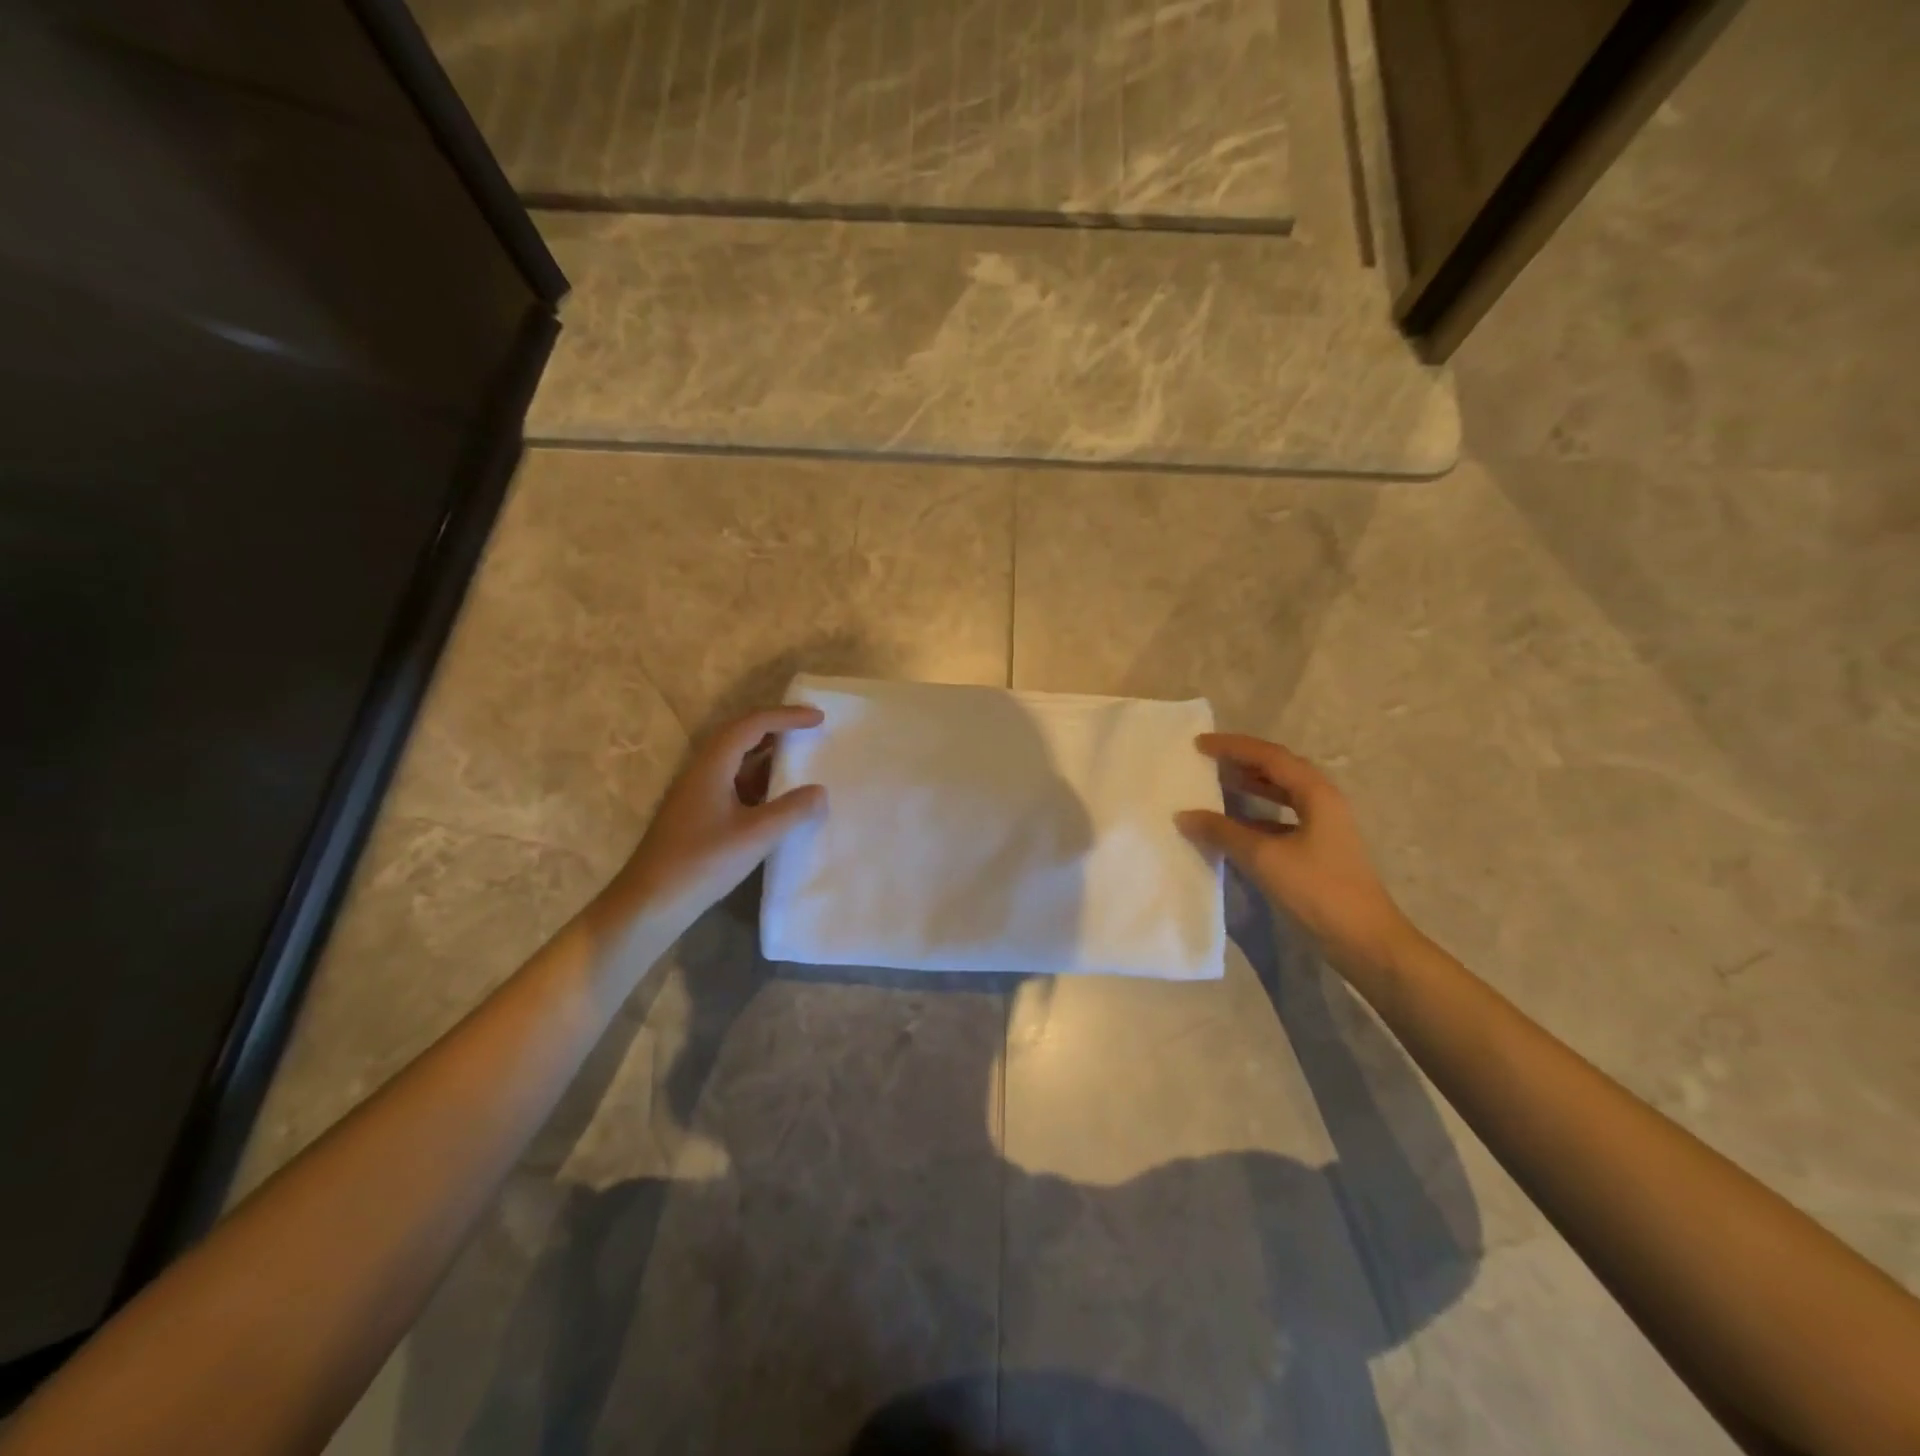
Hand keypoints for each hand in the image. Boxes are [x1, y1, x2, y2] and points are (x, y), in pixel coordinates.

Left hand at [589, 706, 826, 944]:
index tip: (818, 718)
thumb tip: (820, 791)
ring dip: (767, 753)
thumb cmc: (701, 863)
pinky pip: (732, 781)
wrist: (650, 902)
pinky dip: (758, 779)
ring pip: (735, 759)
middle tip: (809, 729)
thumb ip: (791, 811)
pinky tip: (776, 796)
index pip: (752, 725)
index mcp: (712, 765)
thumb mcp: (755, 836)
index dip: (786, 717)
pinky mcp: (697, 812)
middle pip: (740, 734)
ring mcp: (696, 792)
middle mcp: (701, 770)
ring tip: (799, 757)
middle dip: (776, 727)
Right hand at [1176, 733, 1419, 974]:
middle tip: (1207, 759)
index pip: (1269, 756)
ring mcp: (1324, 826)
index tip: (1199, 744)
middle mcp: (1323, 801)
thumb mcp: (1264, 858)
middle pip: (1279, 768)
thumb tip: (1184, 815)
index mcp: (1316, 793)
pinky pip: (1283, 816)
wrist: (1364, 940)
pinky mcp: (1319, 848)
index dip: (1233, 747)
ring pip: (1282, 792)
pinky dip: (1257, 813)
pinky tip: (1236, 824)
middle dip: (1243, 760)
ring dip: (1251, 784)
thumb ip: (1222, 832)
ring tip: (1217, 782)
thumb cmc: (1317, 890)